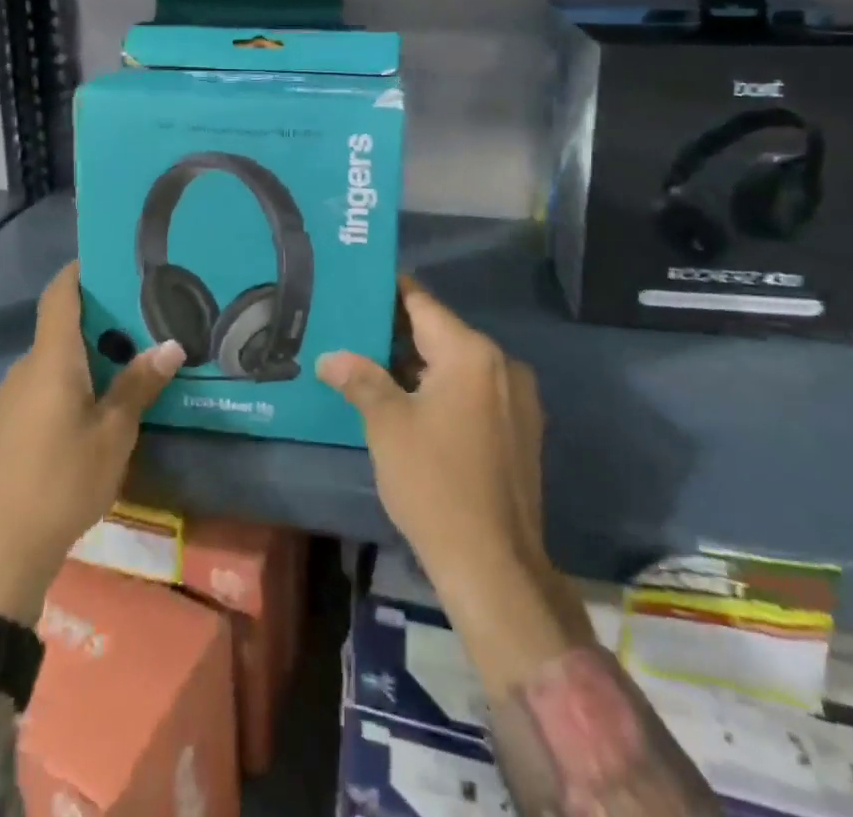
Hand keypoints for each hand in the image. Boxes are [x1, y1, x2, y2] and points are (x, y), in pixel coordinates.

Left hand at [0, 261, 184, 626]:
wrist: (0, 553)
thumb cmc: (63, 482)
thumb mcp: (114, 434)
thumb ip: (139, 385)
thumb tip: (172, 343)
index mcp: (51, 360)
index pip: (60, 294)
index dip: (80, 270)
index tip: (113, 259)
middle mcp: (25, 369)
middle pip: (60, 326)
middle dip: (99, 318)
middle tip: (143, 318)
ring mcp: (10, 399)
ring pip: (52, 360)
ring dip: (86, 354)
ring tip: (128, 361)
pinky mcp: (6, 427)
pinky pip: (42, 386)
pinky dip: (70, 381)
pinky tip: (95, 406)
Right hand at [319, 276, 580, 689]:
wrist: (495, 566)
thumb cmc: (435, 483)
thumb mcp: (387, 425)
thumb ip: (360, 379)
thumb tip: (331, 356)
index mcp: (471, 352)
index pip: (421, 303)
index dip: (387, 291)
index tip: (357, 285)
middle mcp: (502, 364)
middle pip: (441, 332)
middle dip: (397, 332)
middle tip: (354, 330)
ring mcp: (518, 398)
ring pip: (458, 364)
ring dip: (420, 364)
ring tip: (374, 365)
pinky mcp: (521, 430)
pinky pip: (475, 391)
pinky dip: (444, 389)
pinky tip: (413, 404)